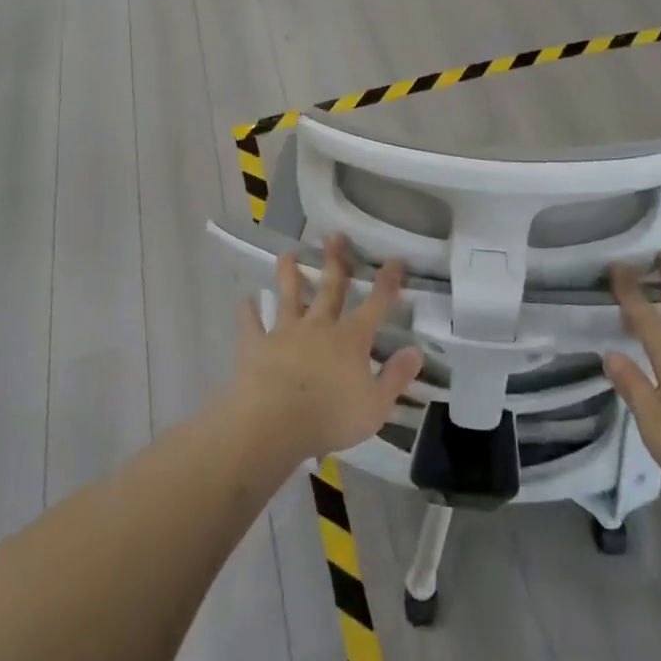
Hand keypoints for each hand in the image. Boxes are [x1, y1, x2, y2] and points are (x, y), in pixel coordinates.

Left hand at [232, 237, 423, 462]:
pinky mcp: (256, 346)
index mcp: (351, 338)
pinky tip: (244, 299)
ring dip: (289, 275)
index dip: (388, 282)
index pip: (376, 303)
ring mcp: (285, 333)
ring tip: (286, 254)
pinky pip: (251, 325)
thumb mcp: (376, 404)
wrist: (274, 424)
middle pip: (330, 288)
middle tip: (335, 236)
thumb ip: (396, 376)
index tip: (395, 260)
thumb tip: (416, 351)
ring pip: (289, 297)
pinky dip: (248, 312)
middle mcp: (319, 326)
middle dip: (335, 261)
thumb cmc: (331, 417)